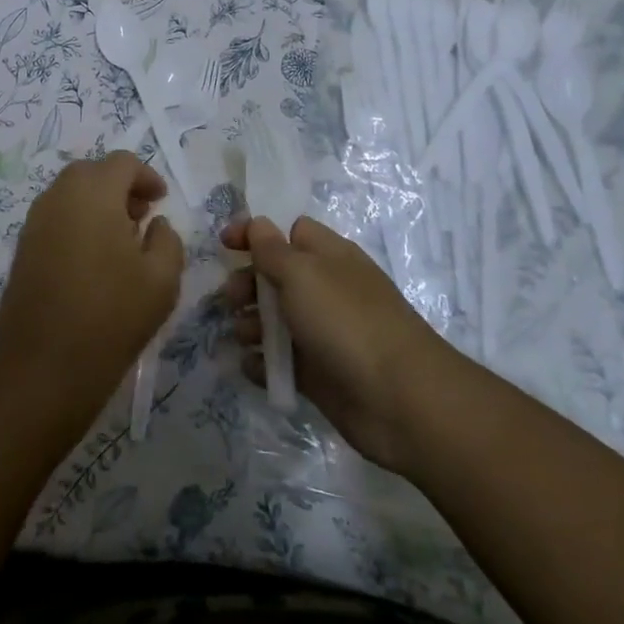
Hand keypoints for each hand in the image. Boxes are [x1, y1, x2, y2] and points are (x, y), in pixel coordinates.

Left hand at [0, 151, 185, 421]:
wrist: (44, 364)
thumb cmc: (112, 315)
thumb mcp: (162, 278)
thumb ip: (167, 239)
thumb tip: (154, 223)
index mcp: (93, 193)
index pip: (122, 162)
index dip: (146, 176)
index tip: (161, 201)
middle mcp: (58, 196)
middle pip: (92, 172)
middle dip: (119, 186)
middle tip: (141, 216)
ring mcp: (35, 221)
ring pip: (70, 193)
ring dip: (97, 203)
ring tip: (120, 240)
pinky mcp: (23, 247)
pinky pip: (55, 217)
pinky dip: (77, 221)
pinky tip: (93, 258)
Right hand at [220, 216, 445, 471]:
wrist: (398, 399)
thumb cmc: (346, 321)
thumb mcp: (302, 273)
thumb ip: (272, 249)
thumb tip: (258, 225)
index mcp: (328, 256)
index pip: (289, 231)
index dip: (256, 233)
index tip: (224, 244)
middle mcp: (325, 290)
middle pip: (276, 276)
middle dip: (247, 284)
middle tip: (232, 299)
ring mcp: (323, 333)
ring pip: (275, 320)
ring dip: (250, 324)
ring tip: (243, 336)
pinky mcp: (318, 373)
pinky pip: (280, 361)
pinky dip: (262, 363)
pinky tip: (252, 366)